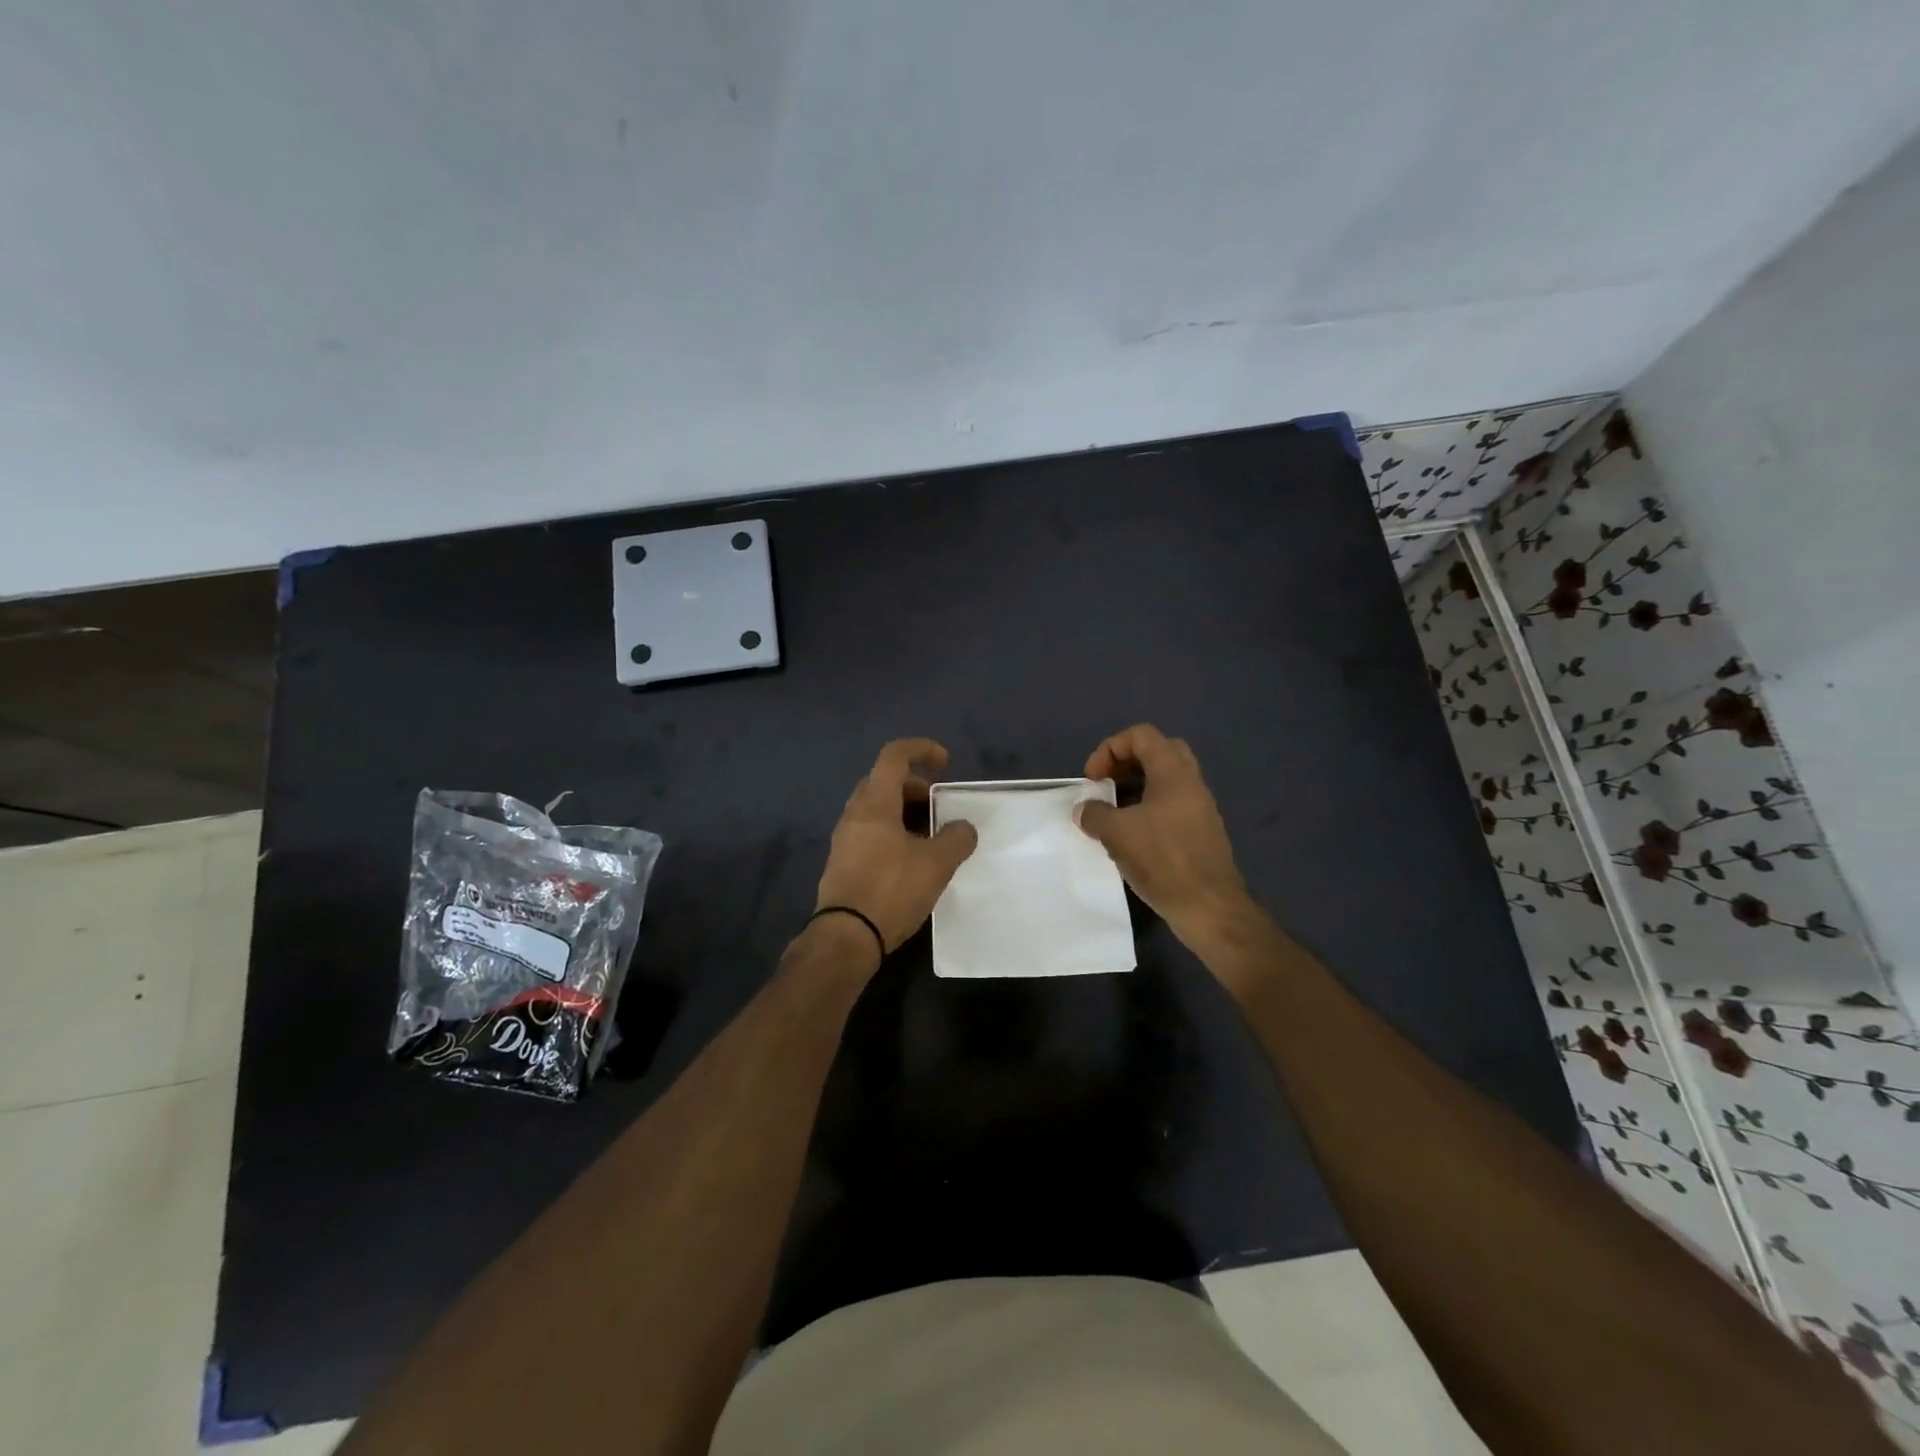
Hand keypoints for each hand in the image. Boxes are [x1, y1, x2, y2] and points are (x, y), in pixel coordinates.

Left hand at [814, 738, 978, 954]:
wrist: (846, 937)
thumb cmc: (891, 889)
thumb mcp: (936, 863)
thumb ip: (956, 838)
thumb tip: (963, 828)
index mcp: (875, 803)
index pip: (894, 756)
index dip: (922, 749)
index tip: (946, 764)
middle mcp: (854, 813)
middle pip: (884, 781)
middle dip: (915, 787)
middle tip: (938, 806)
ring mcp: (845, 838)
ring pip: (876, 809)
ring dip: (904, 812)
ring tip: (931, 837)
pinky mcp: (843, 862)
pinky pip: (870, 832)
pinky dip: (893, 832)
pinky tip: (911, 860)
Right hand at [1076, 724, 1249, 946]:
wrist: (1209, 907)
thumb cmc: (1163, 860)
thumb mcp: (1117, 834)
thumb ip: (1094, 814)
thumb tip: (1085, 809)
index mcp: (1173, 773)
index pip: (1141, 735)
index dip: (1110, 748)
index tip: (1093, 779)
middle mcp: (1191, 782)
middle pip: (1158, 751)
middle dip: (1126, 762)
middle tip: (1106, 785)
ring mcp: (1200, 807)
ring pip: (1166, 779)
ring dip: (1136, 786)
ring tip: (1113, 812)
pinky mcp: (1201, 831)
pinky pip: (1172, 804)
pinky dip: (1149, 807)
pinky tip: (1132, 835)